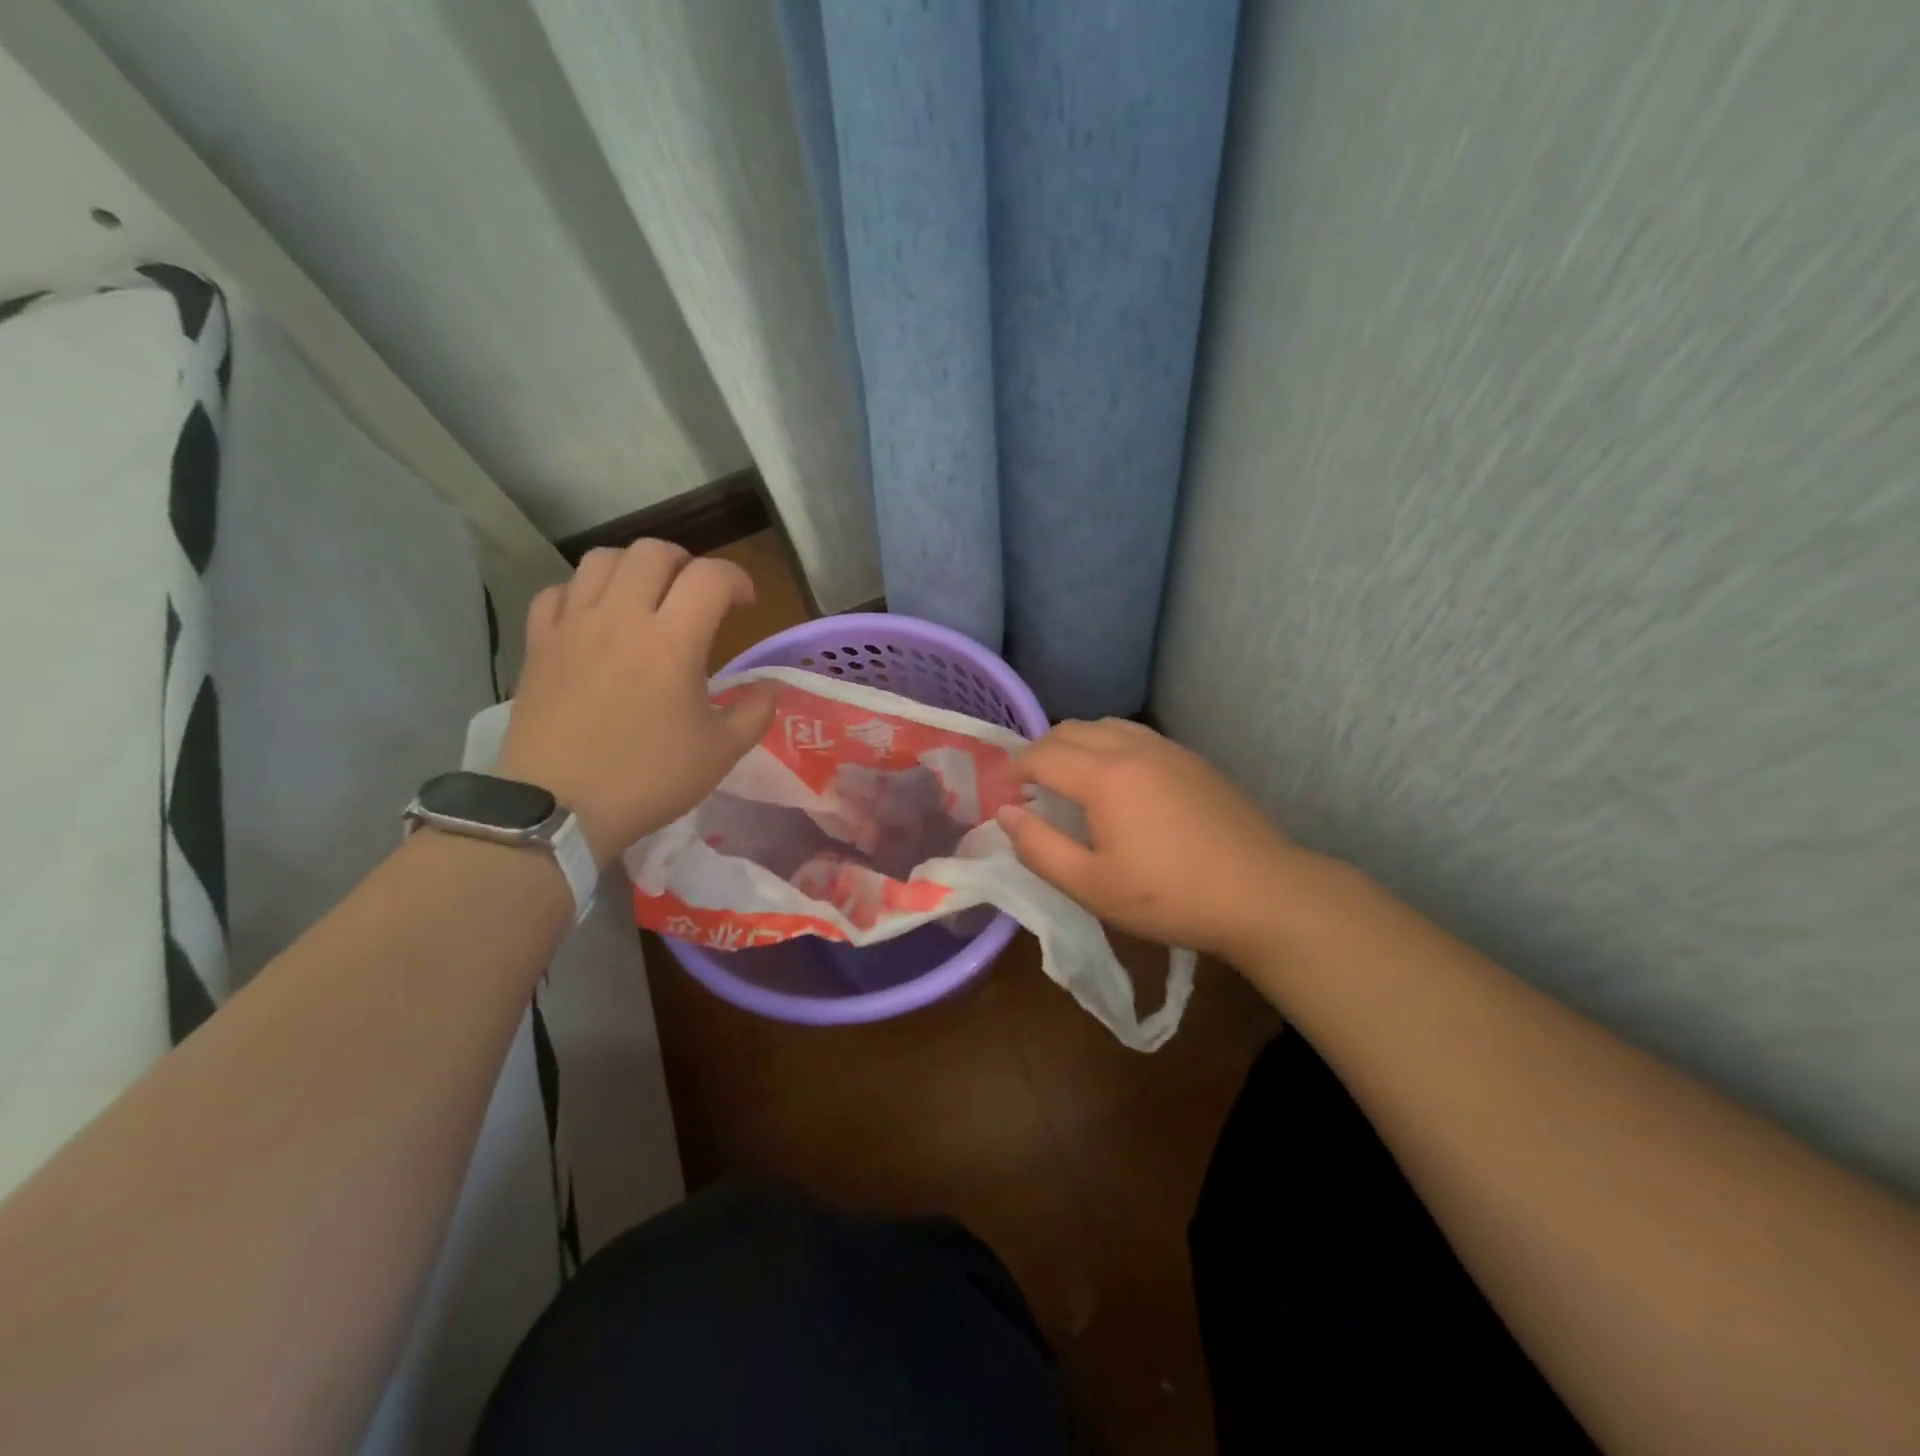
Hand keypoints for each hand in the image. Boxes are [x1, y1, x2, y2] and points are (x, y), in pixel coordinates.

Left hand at [495, 541, 778, 866]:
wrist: (558, 809)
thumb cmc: (648, 779)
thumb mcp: (720, 753)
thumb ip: (755, 712)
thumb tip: (772, 687)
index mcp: (672, 641)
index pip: (710, 577)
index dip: (736, 580)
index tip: (744, 606)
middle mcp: (621, 617)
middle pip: (653, 552)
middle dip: (686, 564)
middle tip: (696, 597)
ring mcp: (573, 626)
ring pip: (601, 559)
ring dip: (634, 568)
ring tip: (646, 599)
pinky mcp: (539, 643)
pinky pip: (558, 591)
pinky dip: (583, 592)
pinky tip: (596, 619)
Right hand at [997, 718, 1311, 961]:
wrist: (1262, 894)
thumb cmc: (1170, 897)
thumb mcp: (1091, 886)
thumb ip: (1039, 847)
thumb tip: (1006, 814)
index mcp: (1104, 777)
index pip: (1041, 755)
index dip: (1012, 771)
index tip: (1001, 796)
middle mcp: (1133, 748)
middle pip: (1069, 730)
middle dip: (1039, 752)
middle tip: (1028, 789)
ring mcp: (1167, 749)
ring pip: (1104, 725)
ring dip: (1074, 744)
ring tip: (1068, 781)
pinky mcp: (1191, 759)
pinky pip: (1134, 734)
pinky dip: (1107, 745)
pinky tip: (1116, 781)